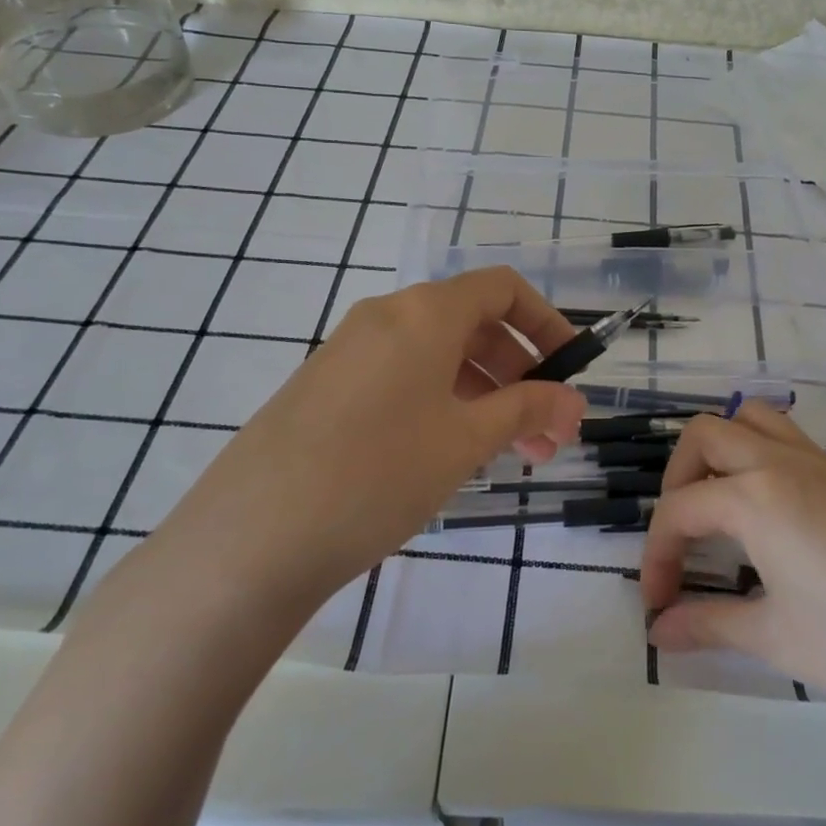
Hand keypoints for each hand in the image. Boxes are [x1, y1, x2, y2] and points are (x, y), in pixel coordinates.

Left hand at [159, 267, 585, 609]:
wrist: (252, 536)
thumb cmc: (378, 473)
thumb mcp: (465, 440)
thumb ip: (526, 409)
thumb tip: (573, 400)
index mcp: (424, 312)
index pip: (502, 289)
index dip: (546, 323)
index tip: (571, 371)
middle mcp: (387, 316)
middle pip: (473, 324)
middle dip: (522, 374)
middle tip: (548, 434)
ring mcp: (351, 351)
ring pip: (439, 357)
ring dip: (486, 396)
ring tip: (512, 456)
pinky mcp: (327, 387)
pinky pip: (403, 378)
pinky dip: (443, 404)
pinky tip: (452, 454)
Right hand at [641, 404, 825, 752]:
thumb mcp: (779, 639)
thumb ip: (709, 625)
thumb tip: (659, 632)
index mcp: (756, 495)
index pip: (680, 510)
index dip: (658, 557)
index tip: (659, 607)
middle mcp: (785, 462)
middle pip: (706, 436)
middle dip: (676, 480)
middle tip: (682, 539)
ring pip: (754, 420)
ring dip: (722, 453)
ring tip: (720, 510)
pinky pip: (791, 441)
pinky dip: (761, 460)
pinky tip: (774, 521)